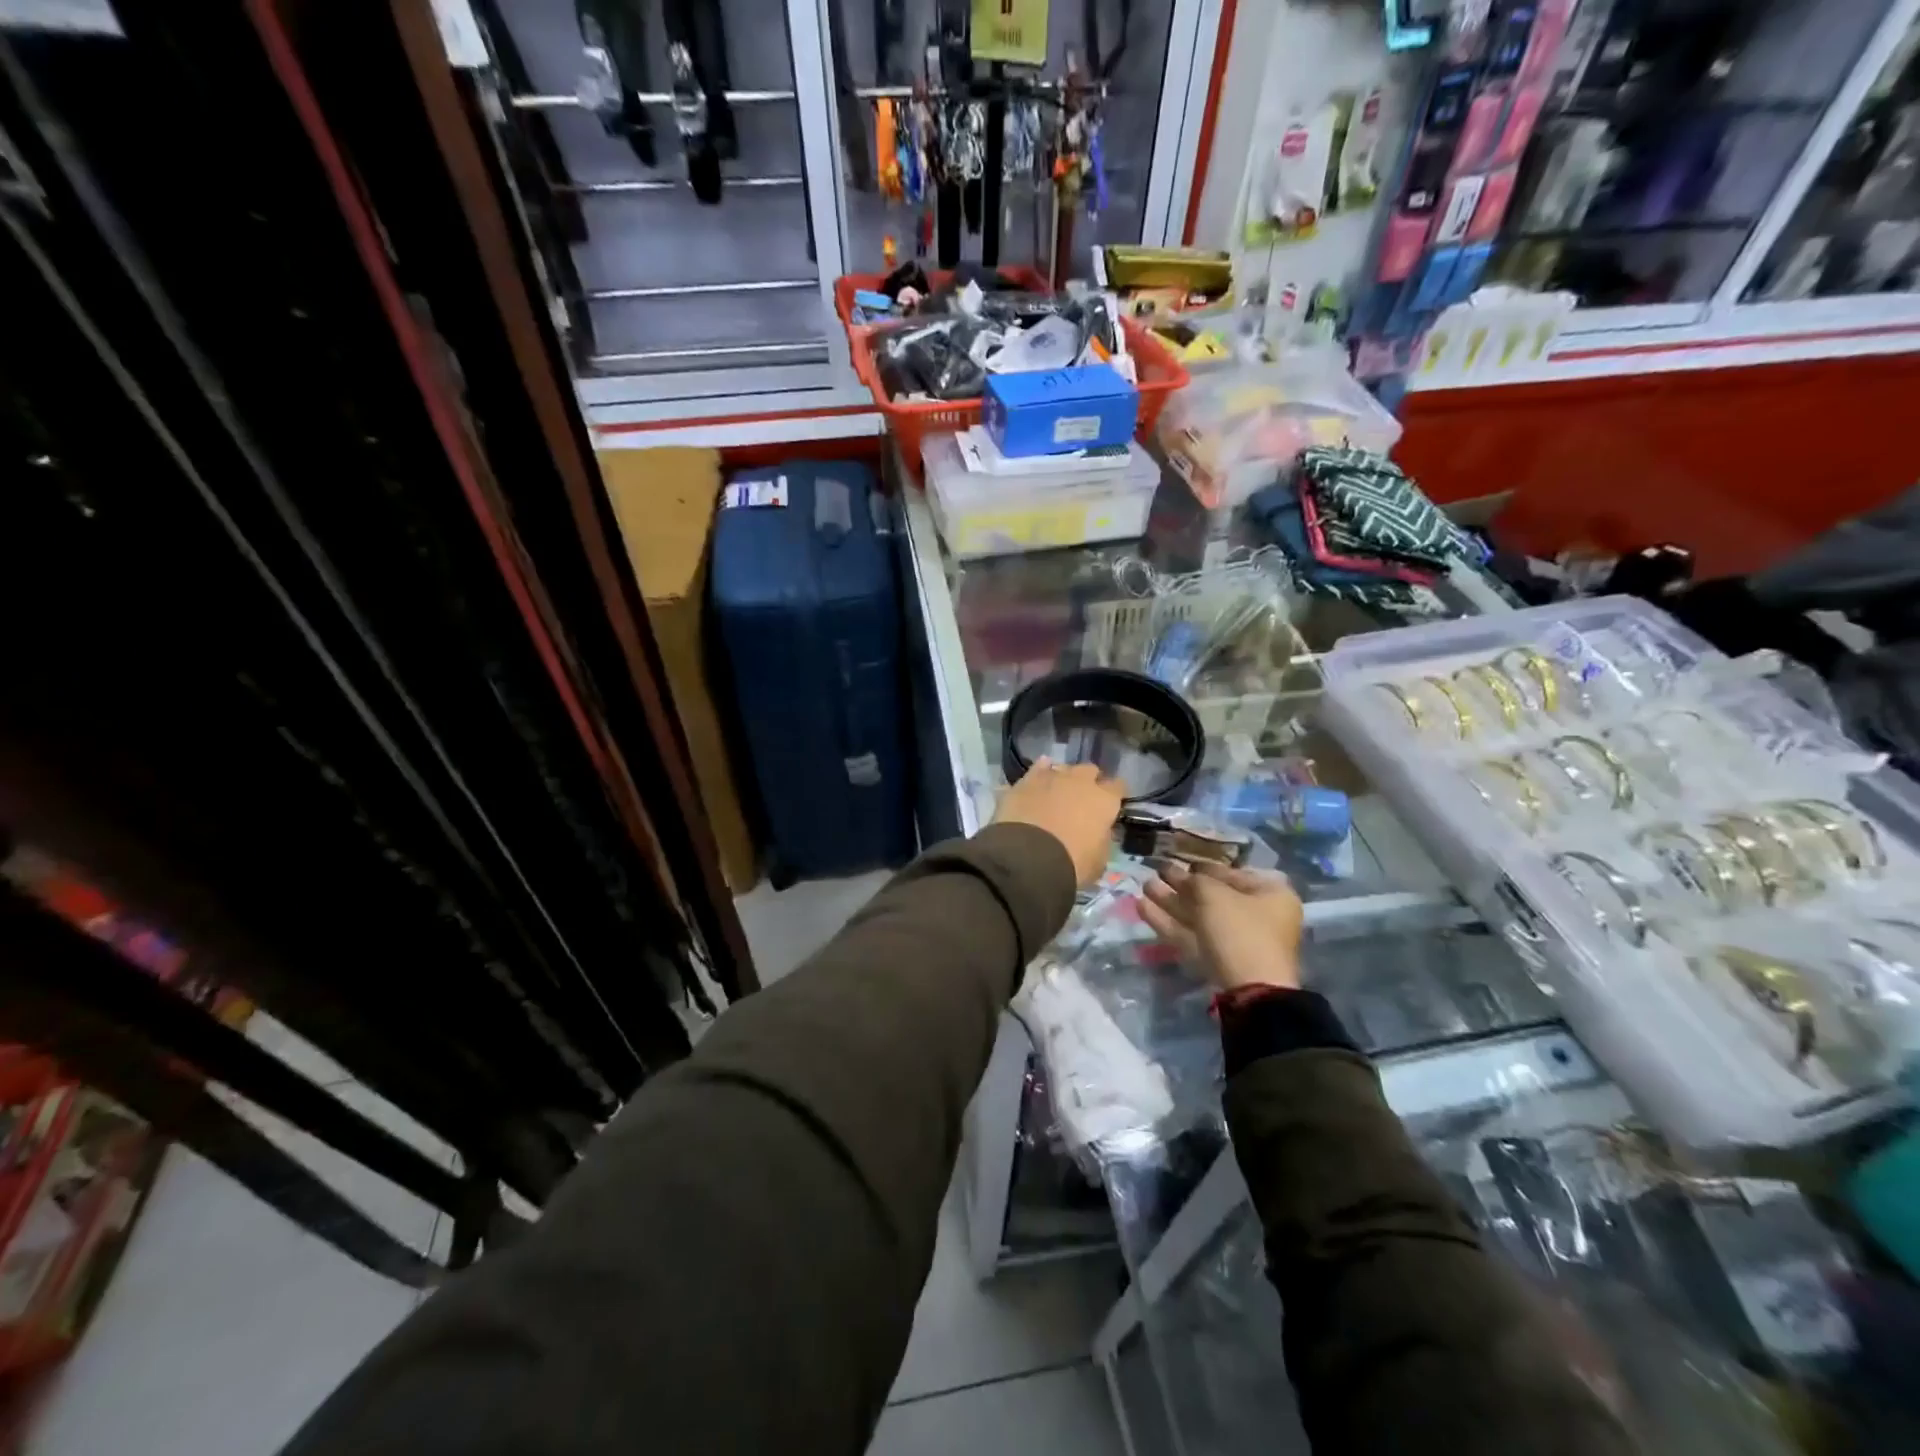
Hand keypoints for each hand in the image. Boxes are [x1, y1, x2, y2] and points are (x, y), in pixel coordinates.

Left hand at [993, 758, 1122, 886]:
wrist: (1029, 858)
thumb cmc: (1072, 864)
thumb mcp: (1099, 860)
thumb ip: (1102, 839)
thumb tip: (1099, 832)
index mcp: (1104, 800)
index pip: (1118, 787)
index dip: (1114, 795)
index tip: (1110, 804)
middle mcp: (1081, 781)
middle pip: (1090, 771)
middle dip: (1088, 782)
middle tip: (1081, 800)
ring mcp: (1052, 777)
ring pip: (1063, 768)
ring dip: (1063, 778)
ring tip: (1057, 792)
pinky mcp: (1026, 780)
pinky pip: (1037, 769)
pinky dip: (1039, 774)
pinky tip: (1038, 779)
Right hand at [1141, 861, 1303, 991]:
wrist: (1249, 991)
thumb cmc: (1240, 930)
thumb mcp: (1215, 895)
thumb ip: (1194, 880)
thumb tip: (1182, 876)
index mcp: (1270, 895)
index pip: (1233, 874)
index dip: (1204, 867)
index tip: (1180, 861)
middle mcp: (1257, 917)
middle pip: (1213, 897)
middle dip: (1182, 885)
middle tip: (1156, 872)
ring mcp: (1236, 942)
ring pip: (1198, 917)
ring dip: (1171, 901)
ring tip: (1144, 886)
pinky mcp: (1218, 961)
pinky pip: (1192, 935)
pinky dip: (1169, 922)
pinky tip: (1142, 907)